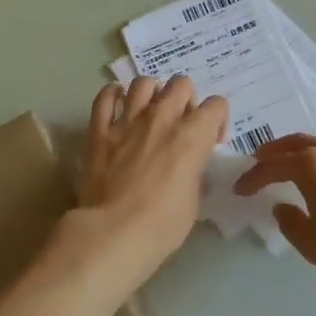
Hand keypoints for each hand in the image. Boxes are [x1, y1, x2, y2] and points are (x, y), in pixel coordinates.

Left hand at [73, 76, 227, 292]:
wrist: (113, 232)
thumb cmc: (162, 224)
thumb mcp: (193, 201)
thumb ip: (194, 174)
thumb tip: (189, 169)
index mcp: (193, 135)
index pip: (216, 105)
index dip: (217, 121)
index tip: (210, 142)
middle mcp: (162, 118)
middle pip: (181, 84)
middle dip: (185, 99)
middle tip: (180, 124)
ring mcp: (128, 120)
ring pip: (143, 83)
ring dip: (151, 94)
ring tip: (148, 112)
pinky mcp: (99, 130)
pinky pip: (105, 97)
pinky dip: (113, 96)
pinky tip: (117, 106)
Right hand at [234, 135, 315, 314]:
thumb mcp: (311, 244)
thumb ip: (291, 221)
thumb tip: (283, 207)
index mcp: (314, 167)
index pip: (275, 165)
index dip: (255, 176)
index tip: (241, 188)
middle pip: (301, 142)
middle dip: (278, 150)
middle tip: (262, 159)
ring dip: (309, 148)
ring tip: (299, 161)